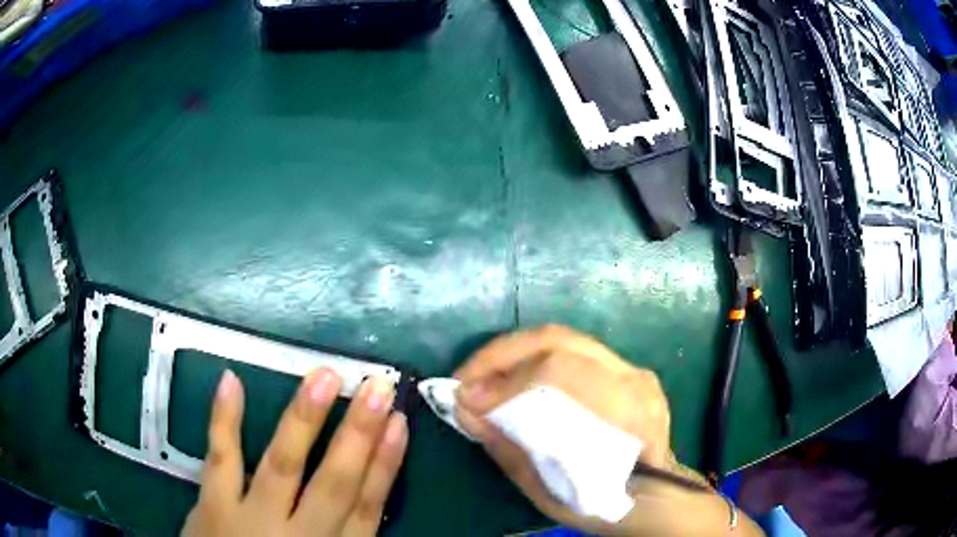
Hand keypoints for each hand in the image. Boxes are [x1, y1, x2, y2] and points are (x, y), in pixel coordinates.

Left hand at [182, 369, 408, 536]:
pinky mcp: (215, 505)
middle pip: (334, 483)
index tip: (400, 423)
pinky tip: (232, 380)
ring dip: (303, 421)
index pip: (367, 507)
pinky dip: (225, 420)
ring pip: (282, 465)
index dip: (385, 465)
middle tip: (376, 387)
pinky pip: (221, 459)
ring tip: (323, 377)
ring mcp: (253, 518)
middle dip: (358, 435)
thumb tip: (370, 503)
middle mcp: (301, 535)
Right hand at [454, 325, 761, 535]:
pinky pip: (573, 351)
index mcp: (626, 412)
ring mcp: (632, 369)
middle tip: (465, 378)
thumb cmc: (609, 503)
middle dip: (501, 354)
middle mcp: (633, 378)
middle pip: (559, 340)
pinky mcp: (625, 369)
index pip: (560, 372)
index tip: (464, 398)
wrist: (658, 496)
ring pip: (564, 339)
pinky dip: (534, 359)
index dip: (505, 380)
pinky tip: (513, 377)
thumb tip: (464, 411)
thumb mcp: (556, 494)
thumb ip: (510, 451)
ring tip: (481, 376)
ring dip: (515, 353)